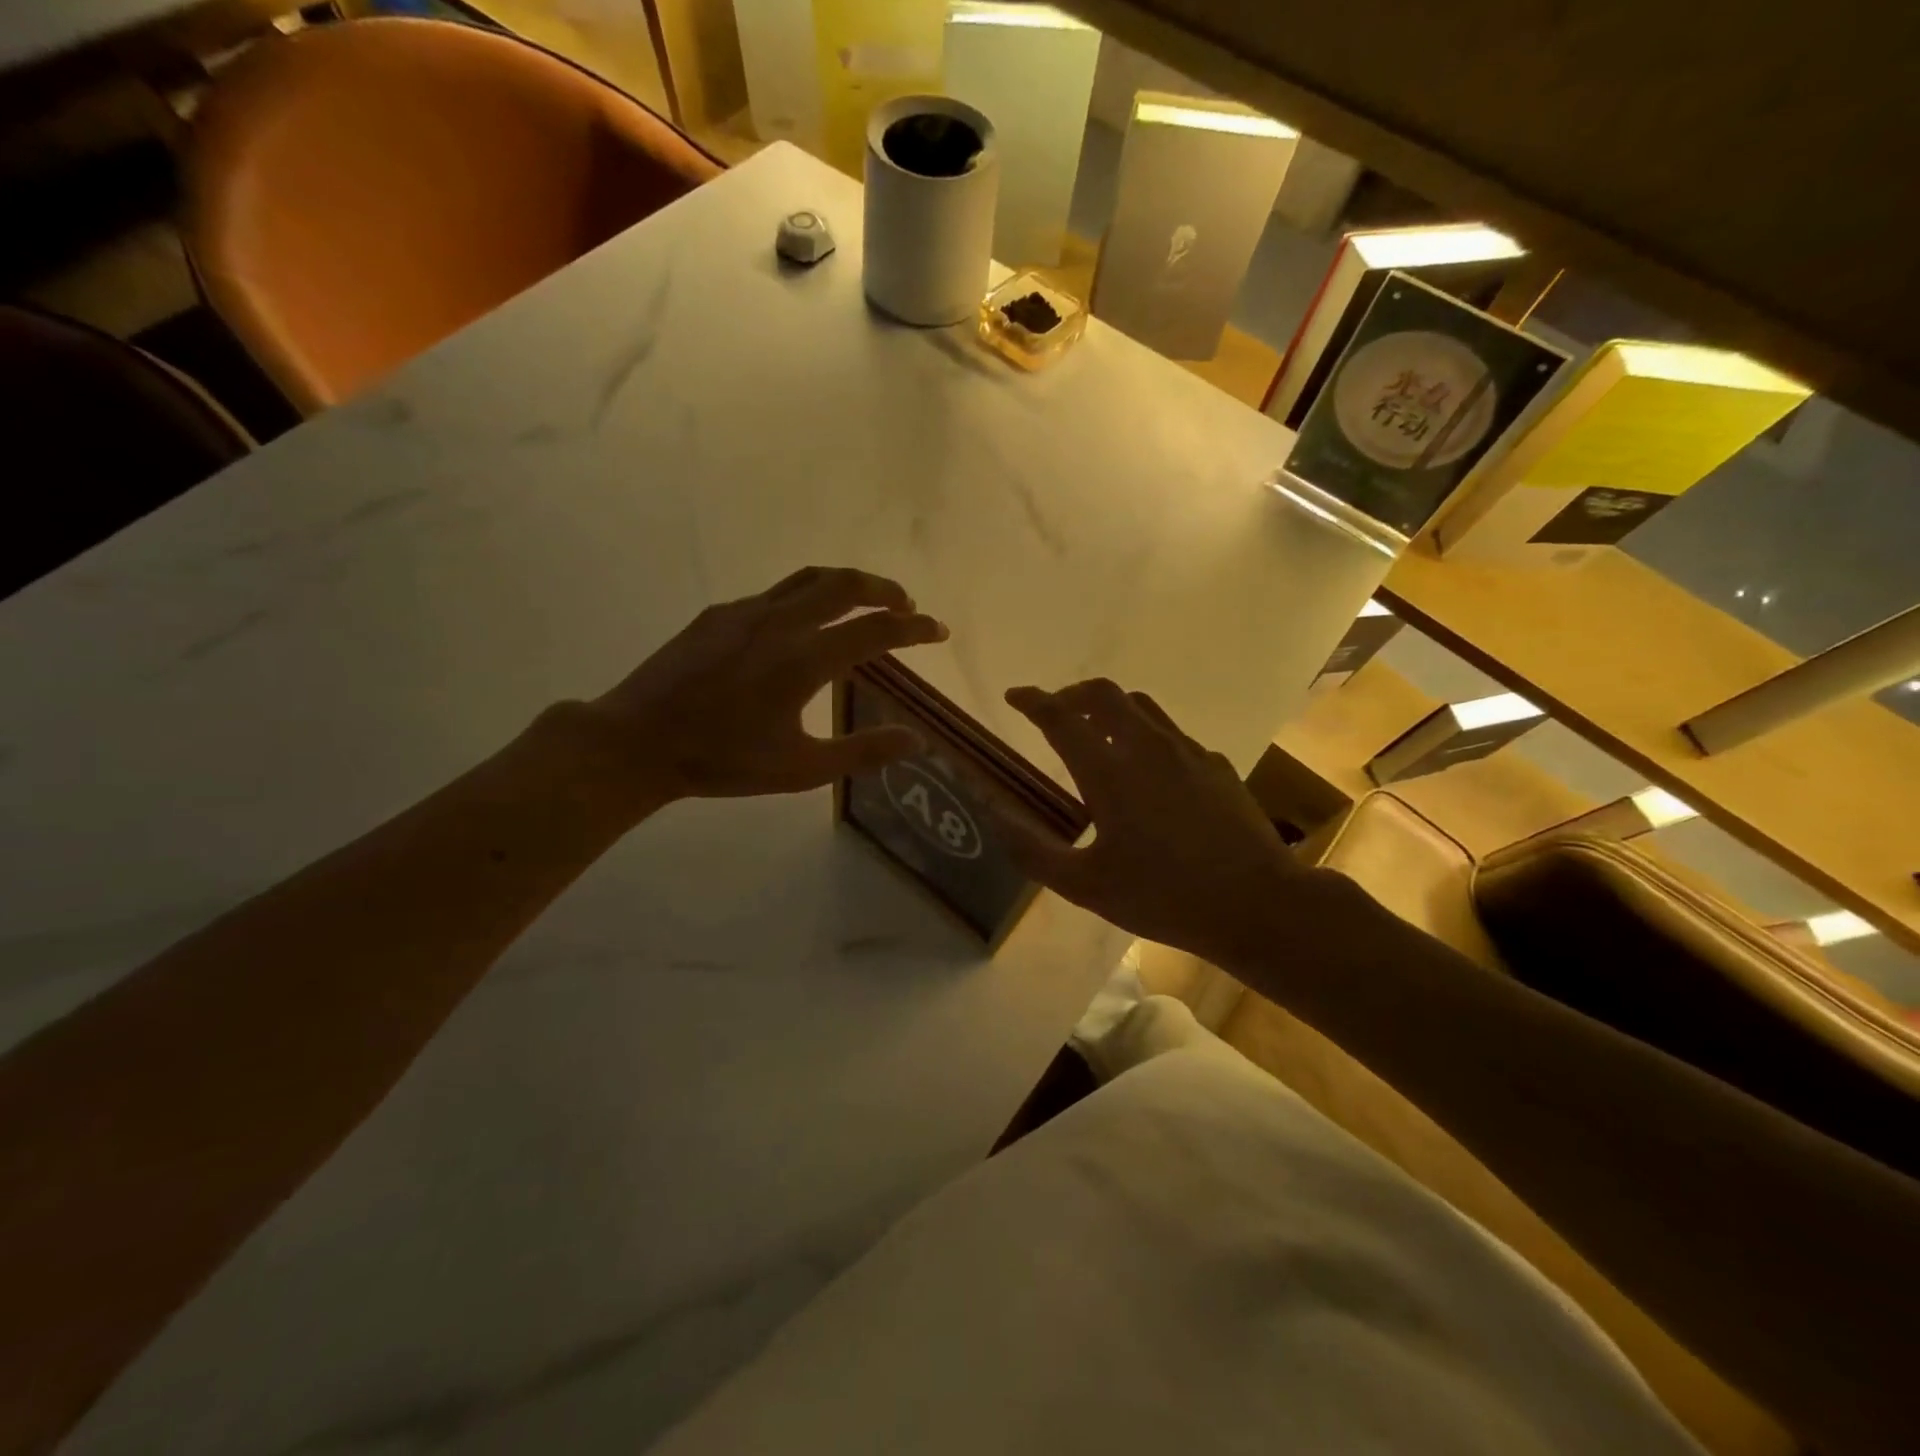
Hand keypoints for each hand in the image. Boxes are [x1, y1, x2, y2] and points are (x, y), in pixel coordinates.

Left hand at [588, 567, 947, 801]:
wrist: (638, 742)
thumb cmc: (723, 761)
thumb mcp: (801, 770)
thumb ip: (862, 752)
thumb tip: (916, 740)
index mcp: (805, 660)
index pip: (876, 631)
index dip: (915, 629)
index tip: (939, 630)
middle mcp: (780, 623)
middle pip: (845, 586)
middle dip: (884, 590)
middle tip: (906, 606)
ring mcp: (746, 613)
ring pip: (809, 579)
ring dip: (846, 584)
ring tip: (865, 601)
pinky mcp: (719, 615)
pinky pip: (775, 594)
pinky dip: (807, 598)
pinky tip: (802, 625)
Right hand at [997, 679, 1319, 968]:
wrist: (1256, 904)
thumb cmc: (1163, 897)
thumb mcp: (1085, 886)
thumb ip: (1033, 851)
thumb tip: (993, 816)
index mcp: (1109, 773)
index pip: (1061, 717)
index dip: (1033, 701)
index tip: (1015, 696)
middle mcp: (1147, 748)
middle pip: (1104, 694)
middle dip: (1072, 693)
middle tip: (1055, 712)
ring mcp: (1187, 753)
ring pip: (1141, 706)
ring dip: (1110, 708)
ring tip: (1097, 732)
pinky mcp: (1216, 766)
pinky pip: (1171, 734)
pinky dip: (1146, 735)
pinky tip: (1148, 772)